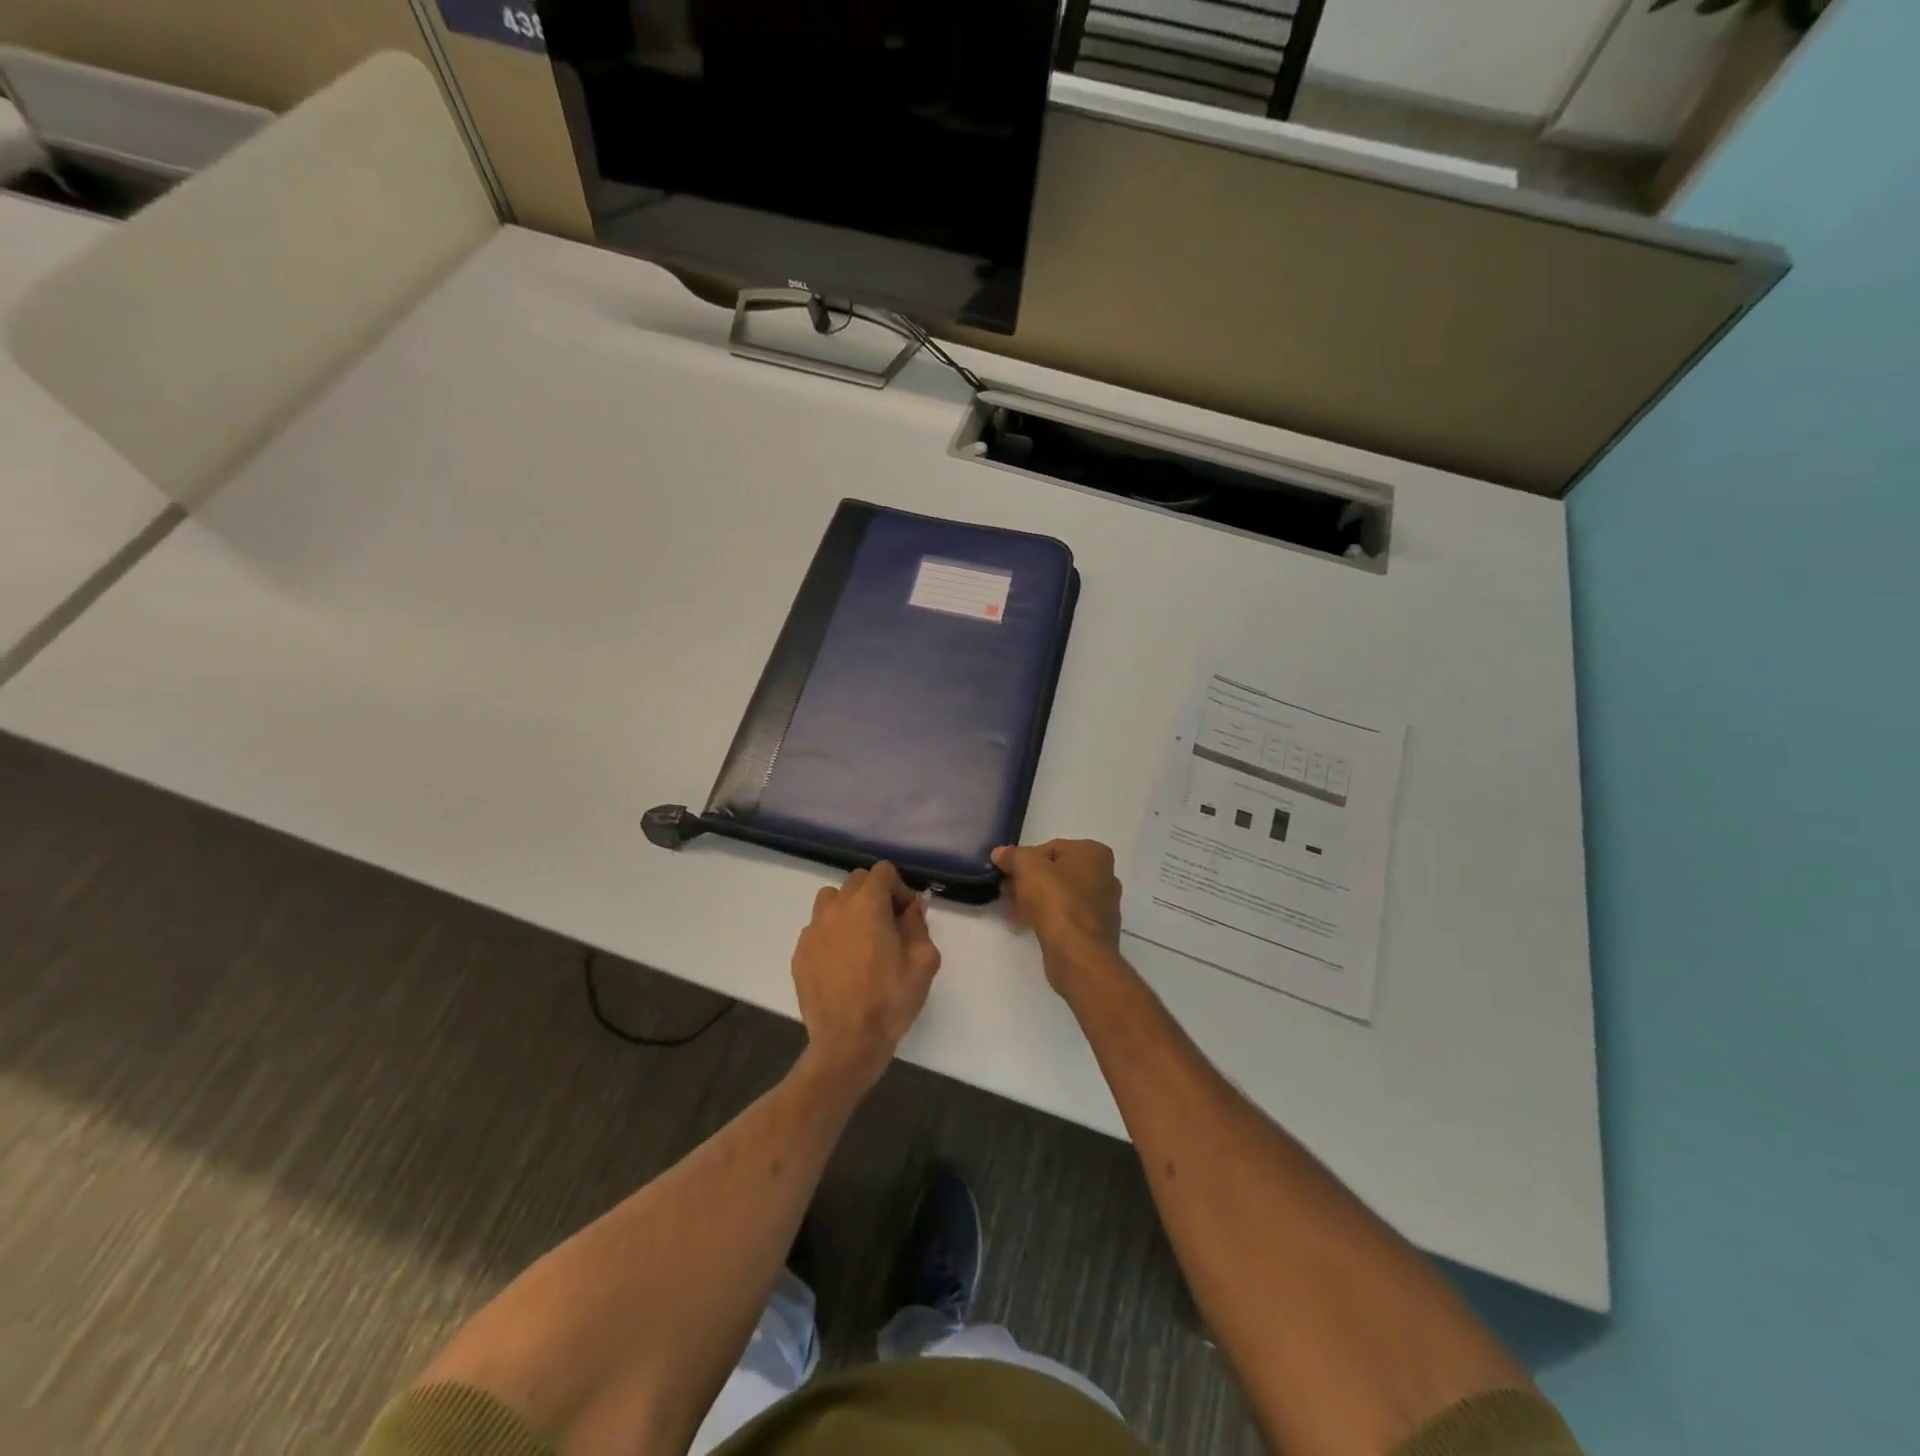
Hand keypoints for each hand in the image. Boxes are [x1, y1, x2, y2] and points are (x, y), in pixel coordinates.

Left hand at [791, 862, 940, 1087]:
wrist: (848, 1042)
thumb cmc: (891, 999)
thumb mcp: (923, 961)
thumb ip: (918, 924)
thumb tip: (912, 905)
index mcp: (868, 904)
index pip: (883, 871)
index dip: (899, 887)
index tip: (907, 914)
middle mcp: (836, 908)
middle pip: (856, 881)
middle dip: (875, 894)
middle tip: (888, 924)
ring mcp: (812, 930)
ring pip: (830, 900)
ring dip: (848, 908)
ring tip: (860, 938)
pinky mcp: (800, 953)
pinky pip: (817, 928)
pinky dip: (831, 934)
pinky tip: (842, 962)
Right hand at [991, 840, 1123, 994]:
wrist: (1077, 953)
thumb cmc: (1056, 900)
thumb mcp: (1027, 868)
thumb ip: (1012, 856)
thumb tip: (1000, 853)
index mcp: (1094, 853)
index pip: (1051, 847)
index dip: (1025, 859)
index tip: (1008, 873)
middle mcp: (1105, 875)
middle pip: (1056, 872)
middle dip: (1029, 881)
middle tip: (1007, 891)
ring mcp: (1103, 905)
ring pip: (1060, 895)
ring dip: (1034, 900)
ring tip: (1012, 910)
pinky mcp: (1095, 930)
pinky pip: (1065, 916)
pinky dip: (1046, 917)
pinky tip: (1025, 924)